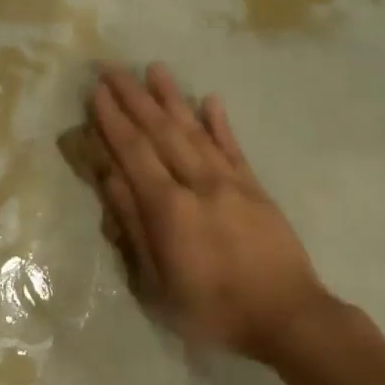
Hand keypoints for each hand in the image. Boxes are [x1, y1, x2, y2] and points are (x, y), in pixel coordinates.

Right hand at [87, 63, 328, 361]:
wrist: (287, 316)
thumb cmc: (212, 309)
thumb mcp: (159, 282)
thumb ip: (135, 227)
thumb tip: (110, 178)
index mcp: (169, 208)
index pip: (134, 153)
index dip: (113, 121)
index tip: (97, 92)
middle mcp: (198, 184)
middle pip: (161, 132)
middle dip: (134, 98)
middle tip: (113, 68)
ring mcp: (231, 182)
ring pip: (195, 131)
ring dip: (172, 98)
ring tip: (155, 69)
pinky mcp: (256, 188)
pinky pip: (234, 147)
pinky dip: (220, 122)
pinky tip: (210, 99)